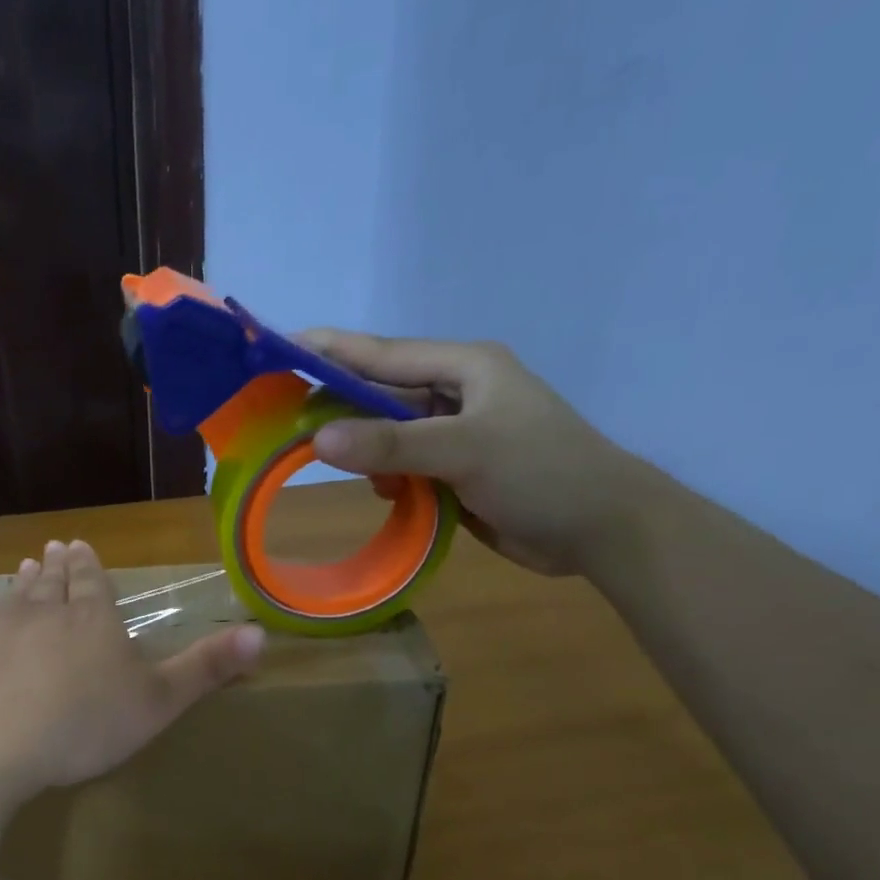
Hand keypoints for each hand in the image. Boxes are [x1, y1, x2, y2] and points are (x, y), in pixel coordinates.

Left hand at [0, 539, 264, 801]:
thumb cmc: (82, 725)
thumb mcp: (158, 702)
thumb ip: (206, 668)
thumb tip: (261, 632)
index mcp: (91, 620)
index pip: (93, 583)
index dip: (90, 567)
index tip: (81, 546)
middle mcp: (43, 612)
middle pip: (53, 583)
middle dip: (58, 566)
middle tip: (55, 547)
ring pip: (14, 596)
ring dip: (22, 581)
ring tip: (25, 565)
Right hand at [298, 331, 645, 575]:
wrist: (600, 529)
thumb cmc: (542, 473)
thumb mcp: (466, 451)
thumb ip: (392, 445)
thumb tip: (318, 442)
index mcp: (464, 367)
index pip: (383, 353)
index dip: (331, 351)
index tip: (279, 349)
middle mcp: (456, 394)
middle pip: (381, 394)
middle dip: (339, 408)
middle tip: (285, 423)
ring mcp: (456, 435)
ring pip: (389, 435)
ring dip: (365, 452)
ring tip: (335, 467)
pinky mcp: (456, 471)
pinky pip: (406, 467)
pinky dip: (388, 478)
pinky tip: (383, 493)